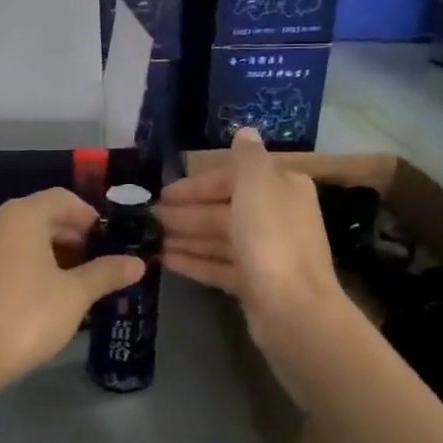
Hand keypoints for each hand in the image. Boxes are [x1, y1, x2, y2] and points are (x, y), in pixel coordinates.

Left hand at [0, 187, 145, 394]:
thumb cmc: (28, 315)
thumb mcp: (76, 293)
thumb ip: (107, 272)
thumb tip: (138, 262)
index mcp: (22, 215)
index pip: (63, 198)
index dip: (90, 216)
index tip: (111, 242)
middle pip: (44, 214)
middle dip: (75, 235)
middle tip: (100, 262)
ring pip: (26, 235)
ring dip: (55, 250)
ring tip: (80, 279)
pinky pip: (10, 252)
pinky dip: (33, 262)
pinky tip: (50, 291)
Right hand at [158, 128, 345, 343]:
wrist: (293, 310)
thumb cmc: (271, 239)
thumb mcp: (257, 184)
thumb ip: (247, 157)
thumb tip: (245, 131)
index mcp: (282, 189)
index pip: (233, 178)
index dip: (198, 184)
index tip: (164, 192)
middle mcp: (277, 217)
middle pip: (224, 209)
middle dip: (187, 211)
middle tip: (149, 217)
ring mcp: (266, 254)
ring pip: (219, 238)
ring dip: (186, 236)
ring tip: (151, 239)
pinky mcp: (255, 285)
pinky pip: (219, 267)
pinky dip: (194, 262)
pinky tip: (165, 261)